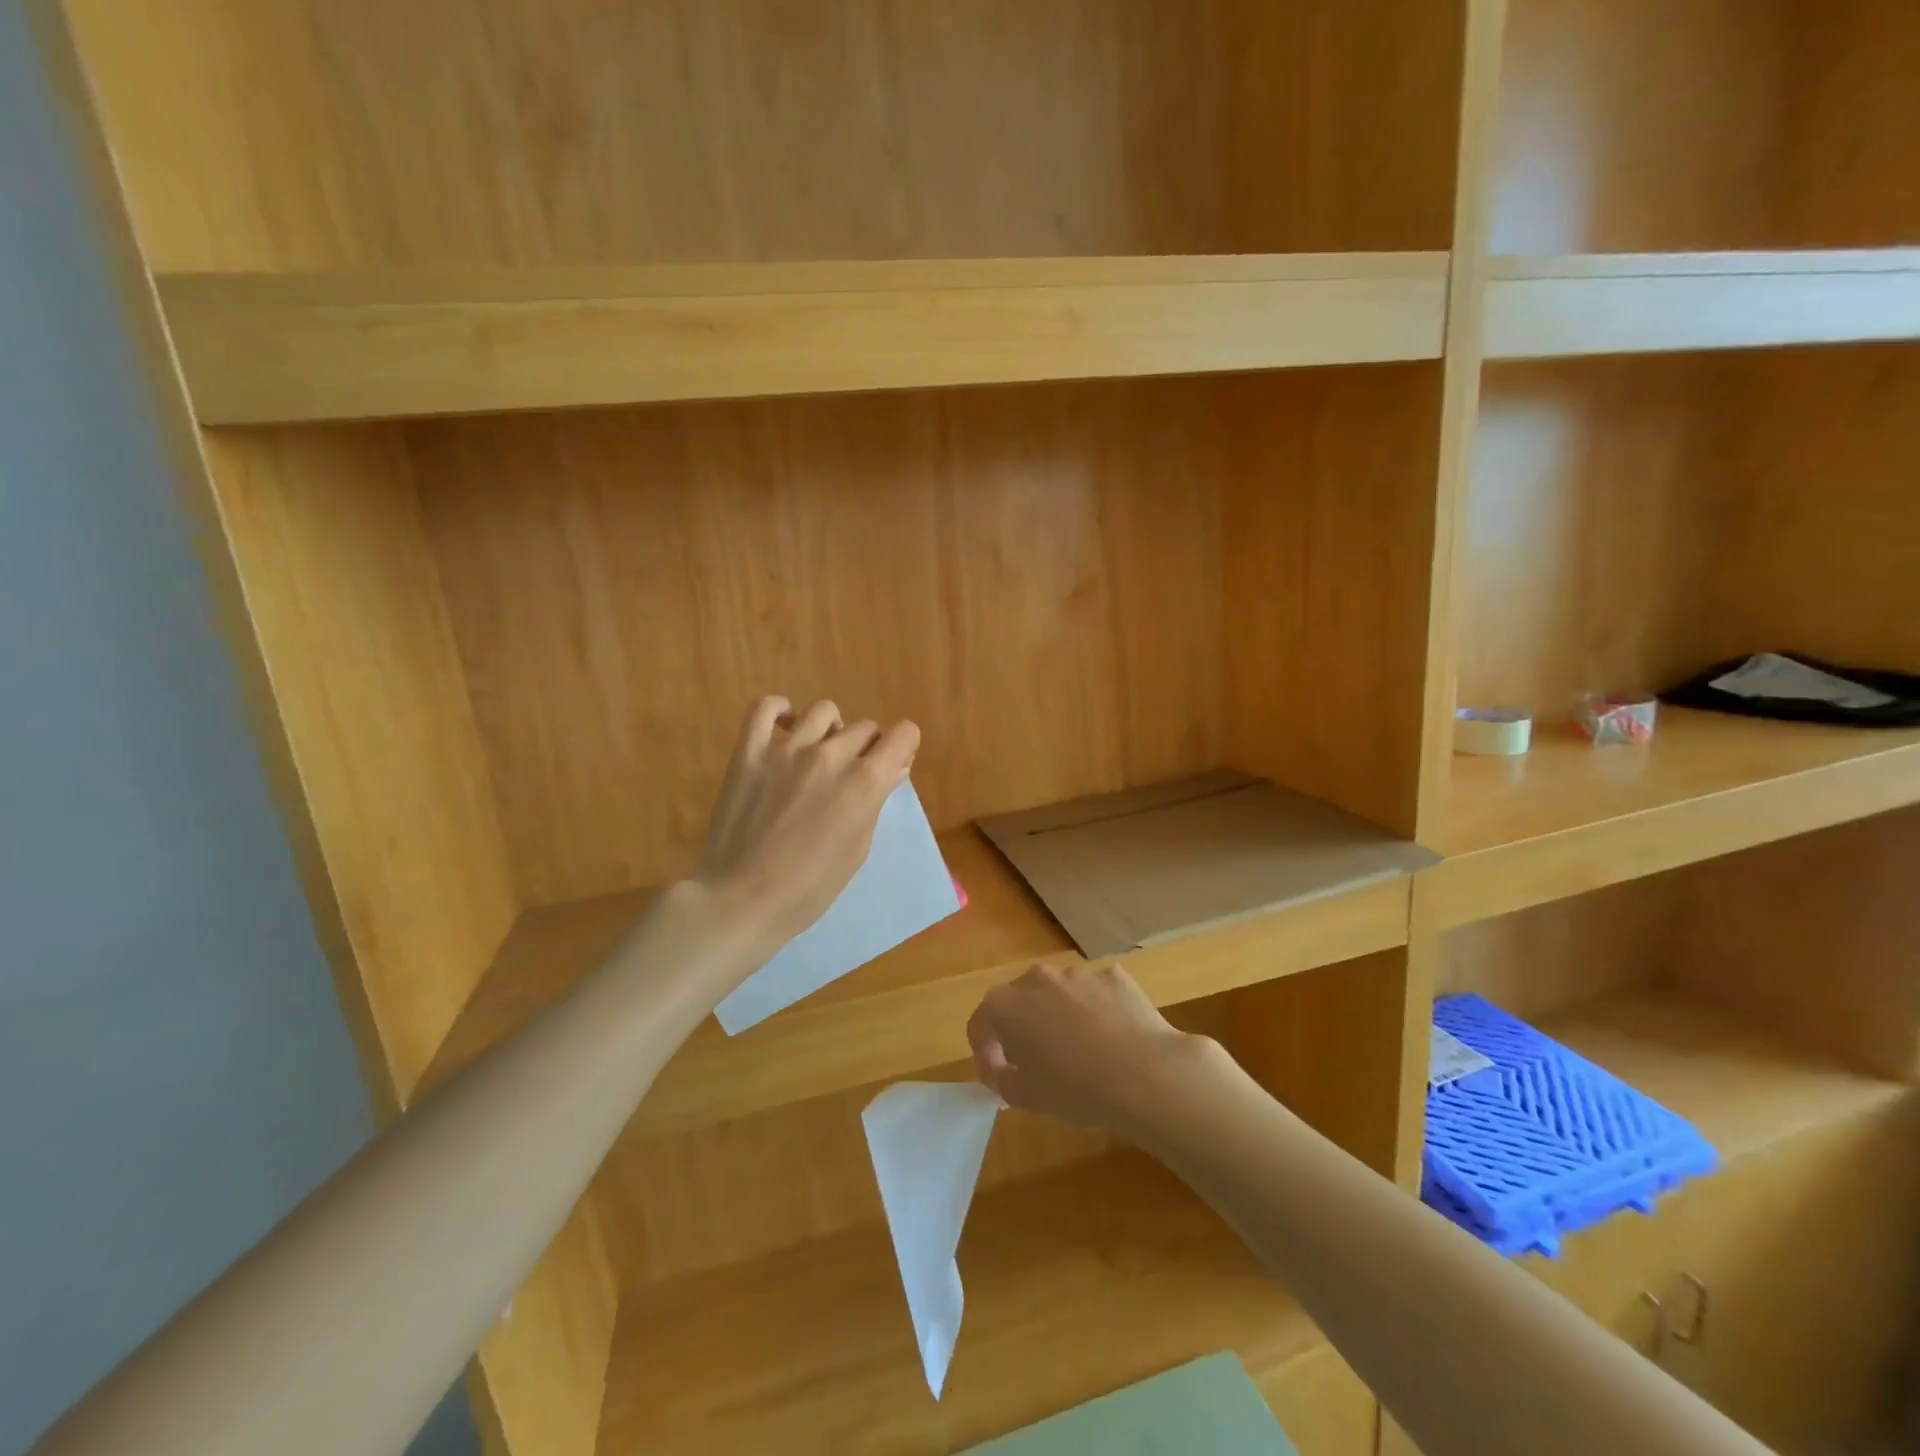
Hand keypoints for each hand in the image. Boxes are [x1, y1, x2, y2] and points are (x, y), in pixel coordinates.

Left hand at [697, 696, 919, 955]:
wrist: (743, 901)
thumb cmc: (810, 888)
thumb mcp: (858, 850)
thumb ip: (876, 801)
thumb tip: (892, 769)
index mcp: (864, 781)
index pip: (903, 734)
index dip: (902, 748)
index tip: (892, 766)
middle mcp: (830, 755)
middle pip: (865, 728)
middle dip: (867, 748)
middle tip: (852, 776)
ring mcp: (785, 749)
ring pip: (824, 712)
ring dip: (831, 730)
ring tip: (820, 753)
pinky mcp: (749, 753)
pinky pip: (764, 709)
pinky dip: (779, 711)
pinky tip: (785, 726)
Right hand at [966, 963, 1212, 1138]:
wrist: (1146, 1075)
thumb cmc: (1076, 1090)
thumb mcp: (1026, 1098)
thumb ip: (1002, 1079)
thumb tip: (1002, 1070)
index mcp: (1006, 1005)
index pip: (981, 1024)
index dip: (985, 1053)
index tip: (998, 1078)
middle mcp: (1037, 978)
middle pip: (1019, 1001)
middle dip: (1021, 1028)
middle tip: (1036, 1063)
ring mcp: (1078, 973)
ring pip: (1058, 994)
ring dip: (1059, 1016)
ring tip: (1079, 1052)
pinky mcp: (1113, 975)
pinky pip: (1094, 993)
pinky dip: (1096, 1011)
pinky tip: (1112, 1039)